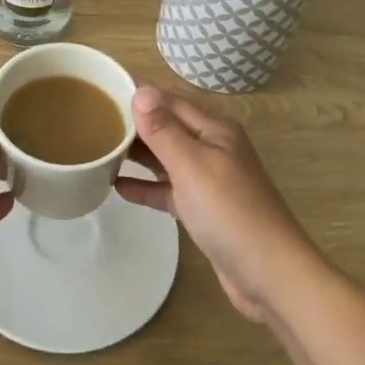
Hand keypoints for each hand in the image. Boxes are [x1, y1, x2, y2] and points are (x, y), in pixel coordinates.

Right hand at [116, 86, 320, 321]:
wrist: (271, 275)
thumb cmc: (231, 212)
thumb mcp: (192, 165)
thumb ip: (163, 130)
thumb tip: (140, 91)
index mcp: (214, 130)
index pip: (169, 100)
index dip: (138, 93)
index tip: (102, 88)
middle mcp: (212, 148)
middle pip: (167, 127)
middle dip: (134, 122)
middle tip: (93, 120)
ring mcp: (209, 180)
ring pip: (166, 158)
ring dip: (137, 153)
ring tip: (100, 148)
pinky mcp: (203, 210)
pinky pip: (169, 189)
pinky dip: (147, 186)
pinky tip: (118, 187)